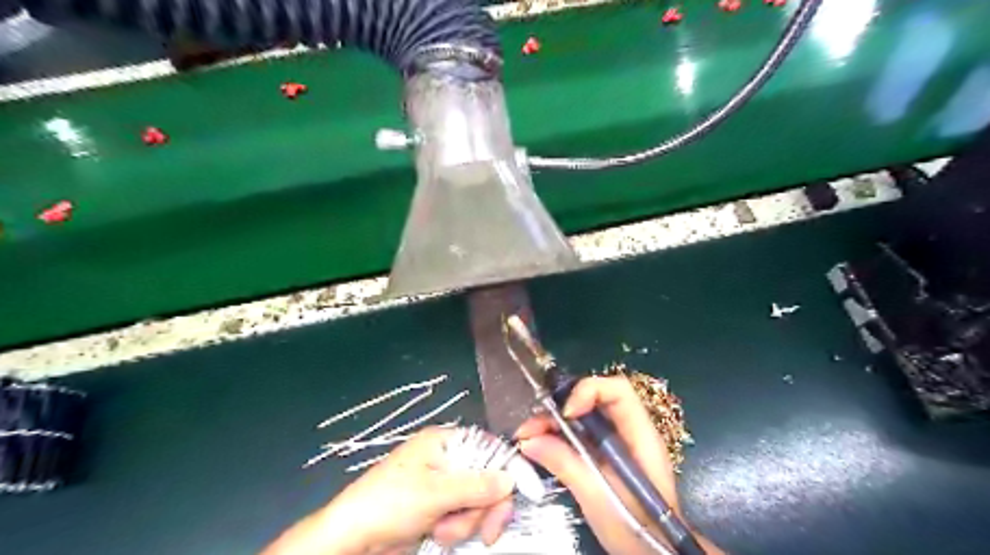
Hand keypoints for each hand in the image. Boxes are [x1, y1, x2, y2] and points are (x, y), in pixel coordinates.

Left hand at [257, 428, 514, 554]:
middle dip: (484, 506)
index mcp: (443, 443)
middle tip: (488, 530)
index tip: (524, 490)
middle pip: (487, 479)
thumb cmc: (390, 502)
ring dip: (466, 522)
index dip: (507, 467)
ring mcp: (443, 487)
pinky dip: (458, 530)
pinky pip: (465, 518)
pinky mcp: (439, 511)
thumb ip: (476, 486)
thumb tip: (510, 479)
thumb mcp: (436, 493)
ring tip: (442, 531)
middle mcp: (446, 461)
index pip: (487, 447)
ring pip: (478, 502)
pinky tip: (440, 536)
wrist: (353, 540)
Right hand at [518, 376, 720, 551]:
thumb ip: (566, 464)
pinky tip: (538, 446)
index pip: (617, 391)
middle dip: (560, 407)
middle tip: (531, 425)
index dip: (589, 391)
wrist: (653, 554)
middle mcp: (628, 430)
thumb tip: (529, 441)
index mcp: (639, 434)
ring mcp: (615, 442)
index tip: (565, 413)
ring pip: (582, 417)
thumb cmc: (637, 527)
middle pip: (593, 399)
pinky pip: (578, 435)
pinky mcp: (603, 455)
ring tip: (527, 436)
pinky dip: (557, 437)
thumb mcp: (598, 497)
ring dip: (553, 422)